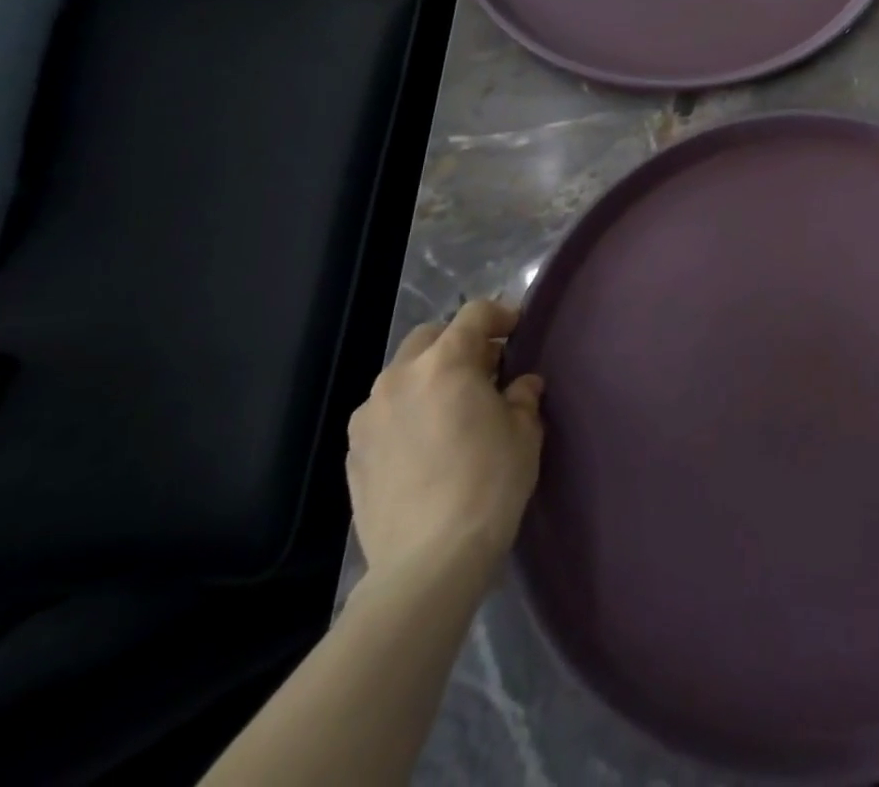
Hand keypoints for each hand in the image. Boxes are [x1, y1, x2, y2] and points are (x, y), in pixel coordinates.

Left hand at [346, 298, 544, 582]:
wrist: (428, 563)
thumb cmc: (488, 484)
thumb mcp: (524, 433)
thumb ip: (522, 397)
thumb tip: (520, 386)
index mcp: (445, 363)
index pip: (475, 314)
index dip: (501, 315)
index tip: (518, 331)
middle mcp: (399, 378)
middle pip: (430, 337)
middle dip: (460, 343)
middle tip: (487, 369)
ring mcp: (368, 416)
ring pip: (402, 374)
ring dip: (430, 377)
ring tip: (454, 408)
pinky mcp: (353, 454)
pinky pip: (385, 413)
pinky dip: (408, 411)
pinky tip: (427, 442)